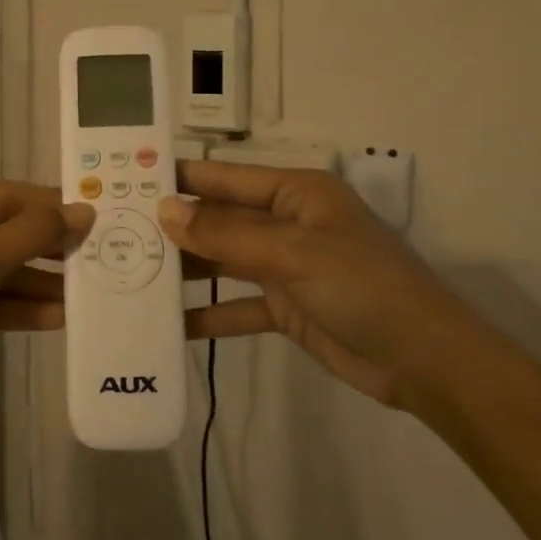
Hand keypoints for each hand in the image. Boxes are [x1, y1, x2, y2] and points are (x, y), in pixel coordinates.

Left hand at [0, 183, 94, 427]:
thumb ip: (31, 234)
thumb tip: (83, 210)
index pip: (7, 196)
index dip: (53, 207)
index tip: (100, 216)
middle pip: (5, 231)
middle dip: (49, 247)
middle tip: (102, 255)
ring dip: (39, 282)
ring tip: (89, 291)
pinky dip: (18, 307)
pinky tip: (58, 318)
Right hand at [159, 159, 474, 407]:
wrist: (426, 362)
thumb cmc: (363, 287)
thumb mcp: (292, 254)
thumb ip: (226, 235)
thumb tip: (164, 211)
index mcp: (294, 193)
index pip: (223, 178)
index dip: (178, 178)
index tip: (128, 181)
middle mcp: (286, 222)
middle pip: (218, 220)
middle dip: (173, 227)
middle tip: (114, 233)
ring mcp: (285, 266)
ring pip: (223, 261)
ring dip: (185, 270)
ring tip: (130, 275)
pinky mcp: (286, 307)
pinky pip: (236, 305)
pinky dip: (208, 314)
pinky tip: (170, 325)